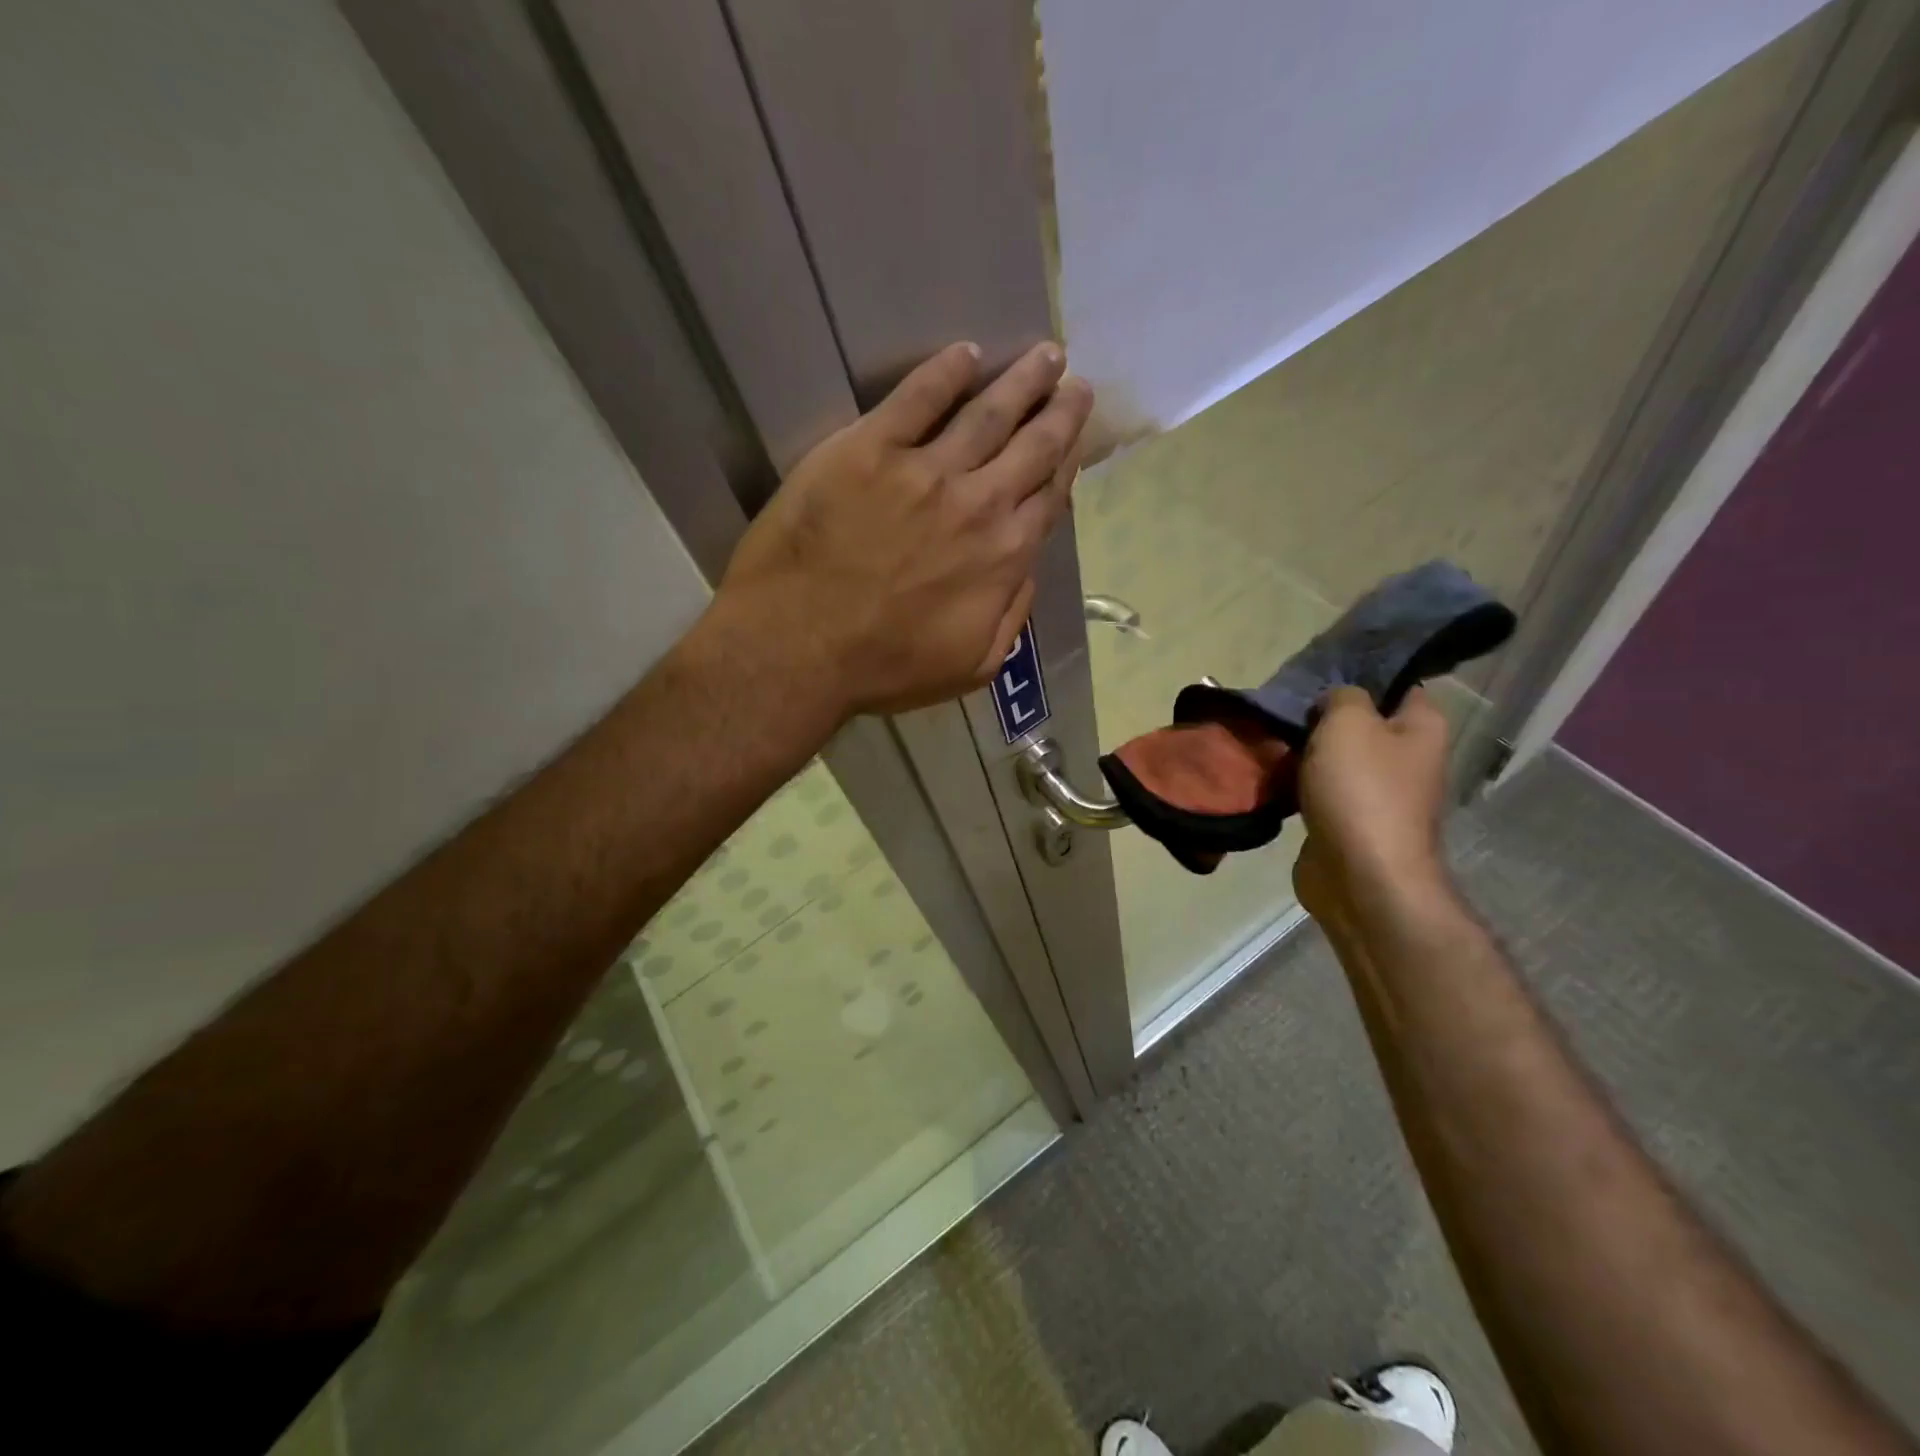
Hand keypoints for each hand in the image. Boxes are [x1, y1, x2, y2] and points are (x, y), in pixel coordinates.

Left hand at [717, 341, 1091, 716]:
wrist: (800, 647)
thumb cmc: (885, 667)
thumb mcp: (973, 665)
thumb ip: (1012, 615)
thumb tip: (1026, 570)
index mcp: (1004, 555)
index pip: (1049, 497)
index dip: (1068, 464)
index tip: (1077, 440)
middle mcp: (978, 503)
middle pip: (1033, 446)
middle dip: (1061, 411)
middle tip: (1075, 383)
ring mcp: (924, 470)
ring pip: (988, 412)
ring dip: (1022, 380)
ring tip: (1045, 355)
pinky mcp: (868, 449)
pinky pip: (917, 397)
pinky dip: (946, 372)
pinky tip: (965, 354)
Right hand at [1293, 687, 1452, 923]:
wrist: (1360, 877)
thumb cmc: (1362, 791)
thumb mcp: (1348, 722)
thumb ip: (1342, 696)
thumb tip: (1335, 703)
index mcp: (1422, 728)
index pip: (1398, 684)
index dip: (1361, 674)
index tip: (1321, 670)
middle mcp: (1407, 758)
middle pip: (1361, 723)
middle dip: (1323, 716)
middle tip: (1286, 705)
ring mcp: (1379, 794)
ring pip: (1336, 758)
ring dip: (1306, 751)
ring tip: (1271, 737)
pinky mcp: (1349, 821)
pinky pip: (1321, 790)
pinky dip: (1298, 784)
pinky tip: (1272, 774)